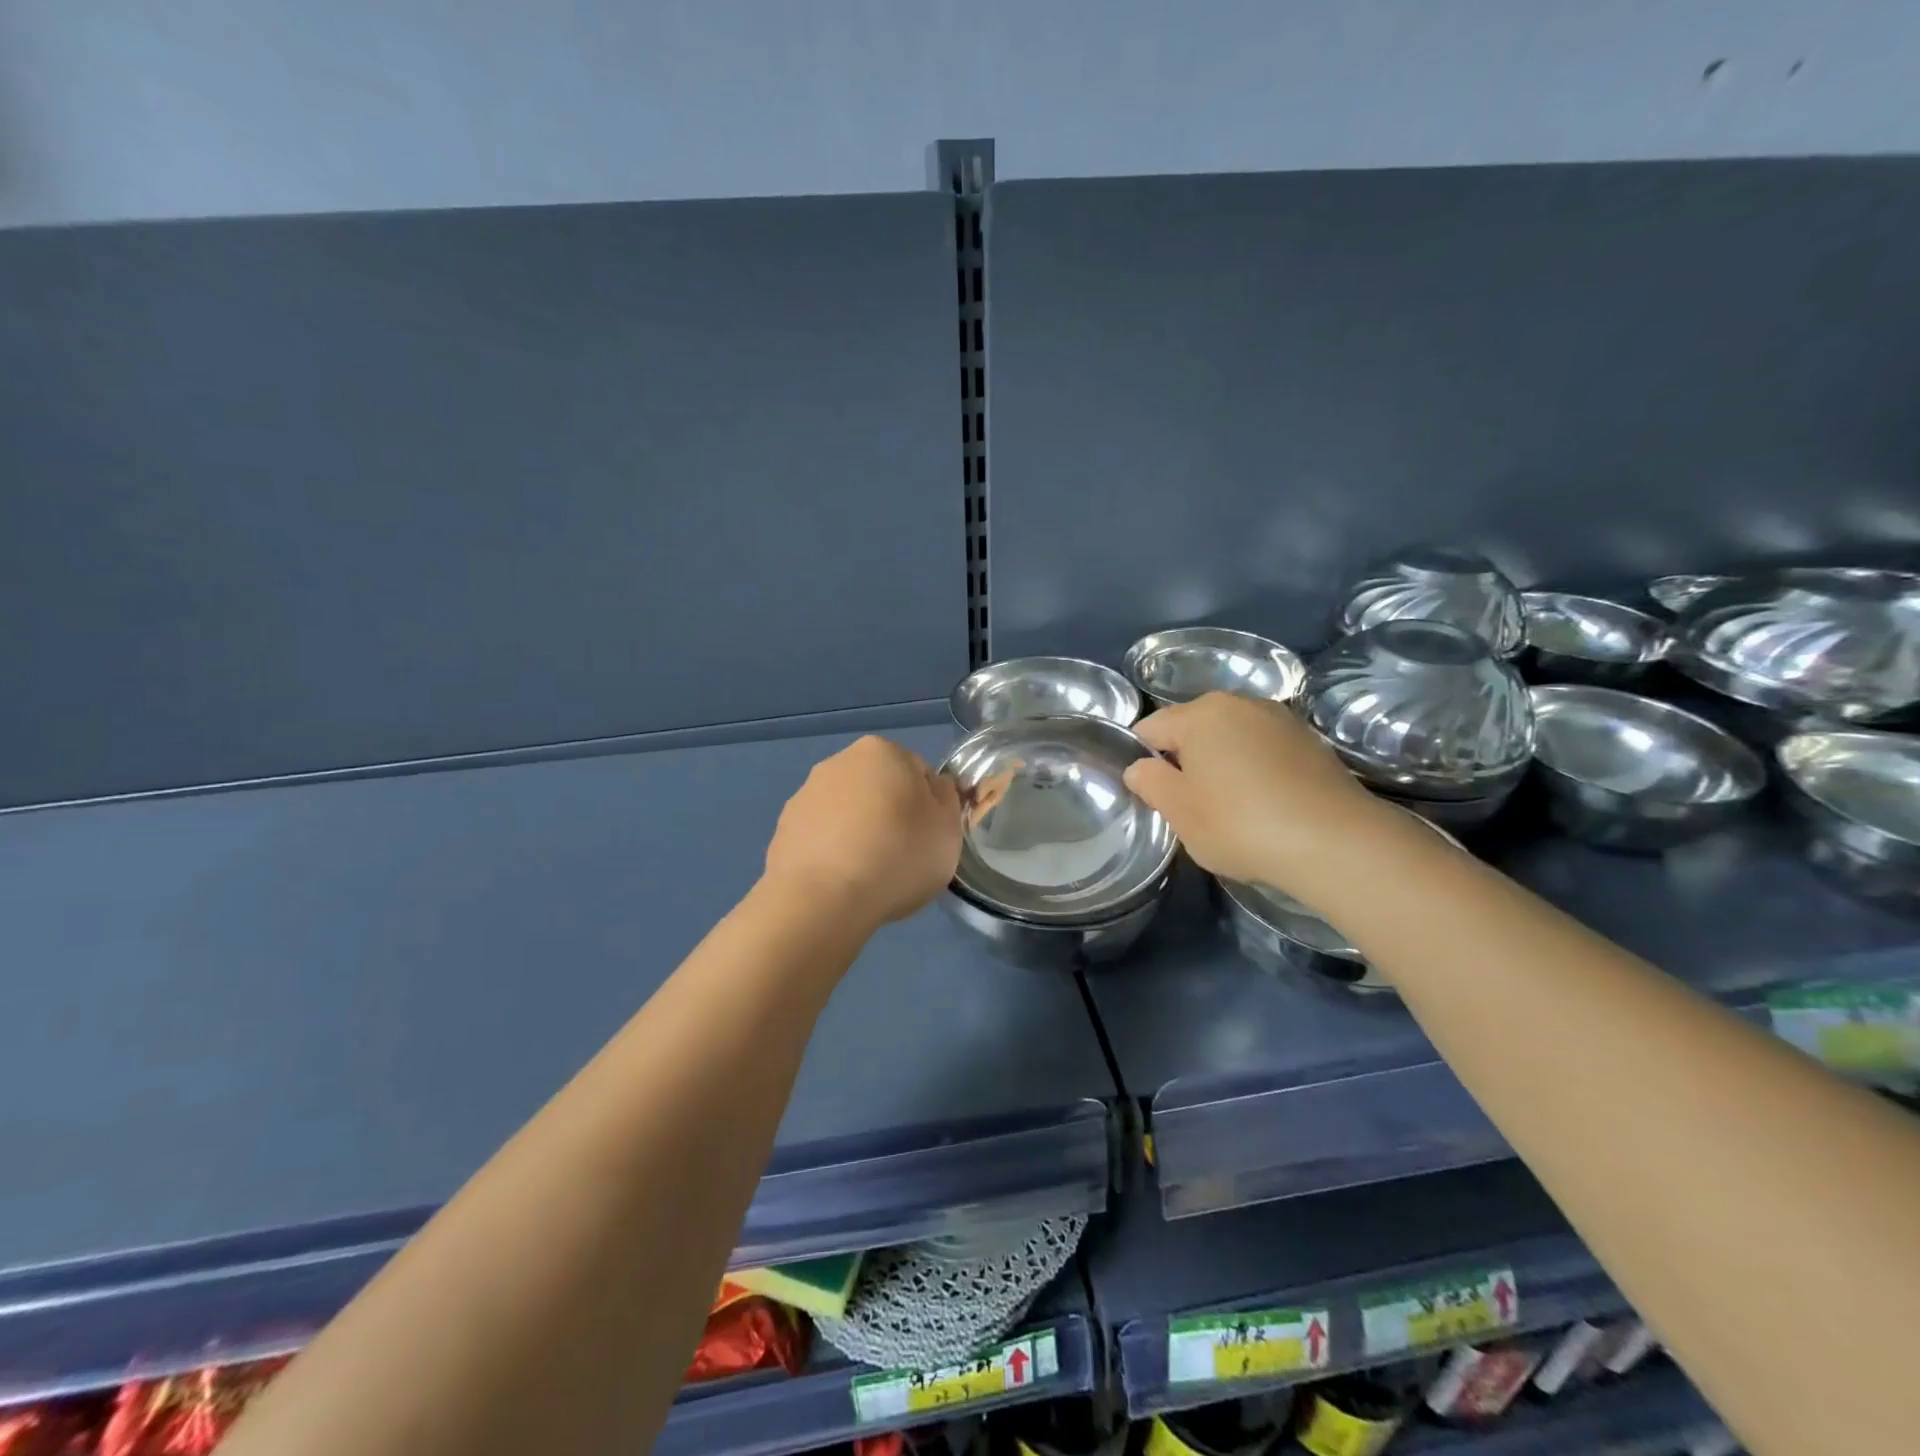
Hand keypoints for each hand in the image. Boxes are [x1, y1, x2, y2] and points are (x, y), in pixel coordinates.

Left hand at [764, 736, 963, 930]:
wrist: (822, 900)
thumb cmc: (897, 856)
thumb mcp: (948, 828)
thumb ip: (947, 798)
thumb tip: (933, 787)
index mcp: (882, 750)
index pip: (918, 772)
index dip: (929, 806)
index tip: (928, 837)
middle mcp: (839, 761)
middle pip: (879, 787)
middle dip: (890, 813)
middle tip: (901, 855)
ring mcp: (805, 794)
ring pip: (847, 811)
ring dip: (859, 831)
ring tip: (868, 874)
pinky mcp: (784, 828)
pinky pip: (821, 836)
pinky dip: (832, 851)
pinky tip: (841, 880)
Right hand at [1123, 692, 1392, 891]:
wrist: (1336, 843)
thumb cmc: (1241, 823)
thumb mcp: (1179, 812)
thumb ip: (1150, 783)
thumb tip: (1139, 768)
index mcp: (1201, 713)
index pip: (1150, 729)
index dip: (1144, 762)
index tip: (1156, 796)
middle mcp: (1240, 703)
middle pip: (1193, 729)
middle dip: (1186, 761)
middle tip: (1192, 806)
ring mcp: (1281, 719)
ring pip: (1231, 738)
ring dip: (1223, 765)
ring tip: (1233, 809)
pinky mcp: (1312, 742)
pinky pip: (1264, 750)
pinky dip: (1257, 771)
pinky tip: (1267, 806)